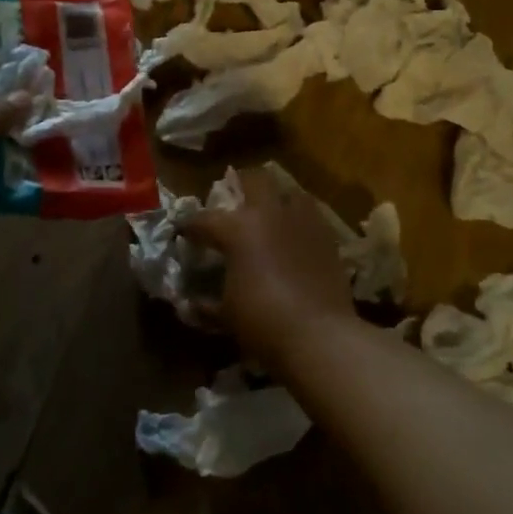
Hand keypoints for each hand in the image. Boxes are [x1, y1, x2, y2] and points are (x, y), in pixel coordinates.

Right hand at [181, 167, 356, 376]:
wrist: (319, 335)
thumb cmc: (263, 321)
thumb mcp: (226, 315)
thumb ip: (206, 305)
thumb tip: (191, 304)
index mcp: (237, 228)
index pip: (204, 219)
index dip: (190, 226)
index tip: (184, 231)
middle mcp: (269, 213)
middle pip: (254, 179)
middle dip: (240, 184)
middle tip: (234, 200)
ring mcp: (303, 221)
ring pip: (289, 191)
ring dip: (277, 199)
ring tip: (270, 215)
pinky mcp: (328, 236)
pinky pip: (311, 216)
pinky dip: (299, 221)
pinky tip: (295, 238)